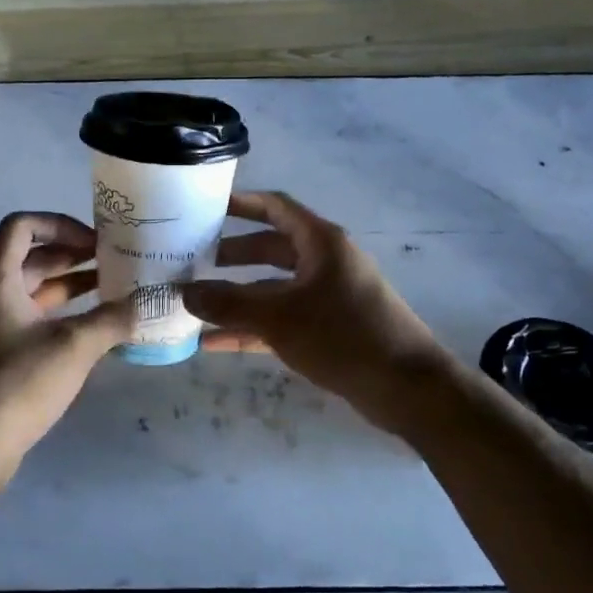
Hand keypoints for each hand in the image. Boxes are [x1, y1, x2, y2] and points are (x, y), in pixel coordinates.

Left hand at [0, 212, 134, 463]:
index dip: (59, 224)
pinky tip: (92, 331)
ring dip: (69, 286)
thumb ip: (113, 319)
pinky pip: (30, 320)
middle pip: (30, 258)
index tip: (94, 242)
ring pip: (32, 291)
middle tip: (114, 262)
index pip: (22, 226)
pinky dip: (60, 316)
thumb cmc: (15, 383)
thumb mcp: (73, 347)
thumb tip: (150, 302)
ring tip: (112, 291)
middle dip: (72, 255)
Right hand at [184, 191, 452, 437]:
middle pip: (270, 248)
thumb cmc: (344, 336)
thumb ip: (229, 304)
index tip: (205, 208)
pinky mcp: (328, 329)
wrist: (407, 389)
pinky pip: (282, 320)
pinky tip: (215, 343)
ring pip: (273, 288)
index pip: (275, 208)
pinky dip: (252, 328)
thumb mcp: (279, 317)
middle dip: (232, 255)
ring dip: (238, 296)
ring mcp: (327, 297)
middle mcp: (324, 262)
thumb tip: (184, 293)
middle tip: (193, 260)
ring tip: (196, 303)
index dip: (241, 203)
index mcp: (320, 242)